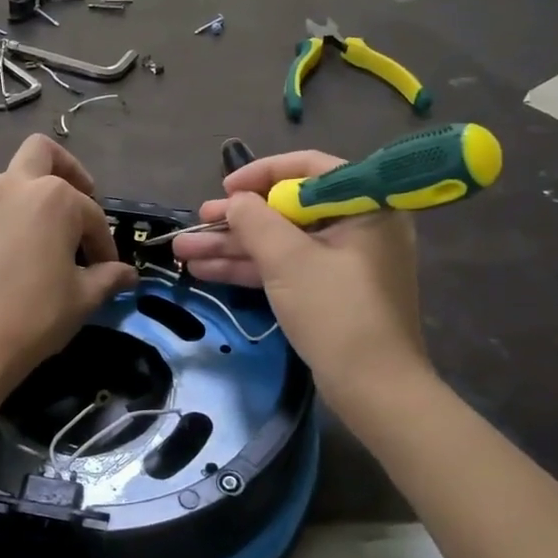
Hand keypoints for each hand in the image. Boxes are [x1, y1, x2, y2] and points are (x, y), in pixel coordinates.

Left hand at [0, 135, 136, 390]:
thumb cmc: (37, 315)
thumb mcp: (84, 298)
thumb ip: (108, 277)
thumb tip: (128, 275)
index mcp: (56, 198)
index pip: (92, 215)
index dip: (105, 243)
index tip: (109, 268)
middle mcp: (15, 187)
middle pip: (42, 153)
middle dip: (66, 170)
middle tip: (78, 201)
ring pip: (6, 180)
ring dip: (26, 197)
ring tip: (37, 234)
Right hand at [171, 150, 425, 403]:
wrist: (374, 389)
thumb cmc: (336, 311)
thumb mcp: (289, 259)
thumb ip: (256, 220)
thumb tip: (236, 200)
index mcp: (366, 205)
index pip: (311, 168)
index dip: (263, 173)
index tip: (226, 187)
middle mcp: (358, 226)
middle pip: (289, 209)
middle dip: (238, 219)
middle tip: (197, 220)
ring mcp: (344, 262)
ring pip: (282, 242)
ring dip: (233, 246)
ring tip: (183, 250)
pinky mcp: (329, 291)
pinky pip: (287, 267)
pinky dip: (251, 268)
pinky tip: (206, 269)